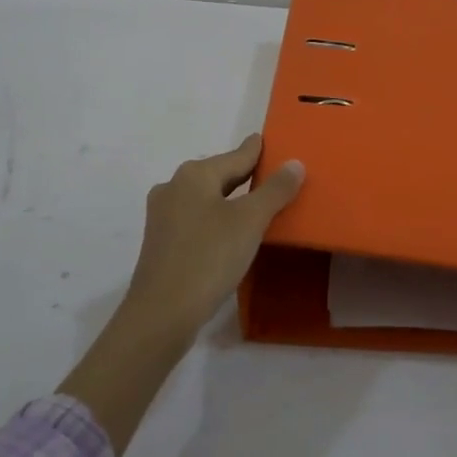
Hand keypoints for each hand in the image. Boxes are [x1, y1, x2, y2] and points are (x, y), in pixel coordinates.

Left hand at [124, 134, 304, 342]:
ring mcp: (163, 216)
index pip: (237, 155)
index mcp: (194, 175)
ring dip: (231, 200)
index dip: (257, 150)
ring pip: (206, 198)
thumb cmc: (209, 258)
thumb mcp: (250, 221)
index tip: (268, 141)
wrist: (161, 314)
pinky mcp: (162, 243)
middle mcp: (174, 187)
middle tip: (274, 176)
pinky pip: (197, 219)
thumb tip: (294, 163)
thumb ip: (275, 190)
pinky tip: (231, 233)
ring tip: (258, 205)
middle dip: (245, 175)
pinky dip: (217, 219)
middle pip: (219, 175)